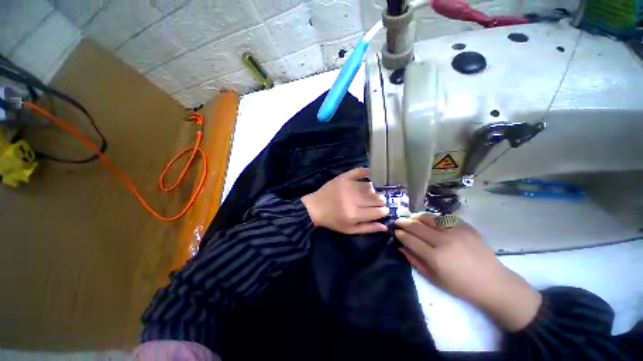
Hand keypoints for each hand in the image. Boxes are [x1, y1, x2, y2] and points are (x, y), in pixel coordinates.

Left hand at [301, 168, 388, 233]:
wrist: (315, 208)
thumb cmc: (333, 221)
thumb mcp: (349, 230)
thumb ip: (368, 228)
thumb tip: (385, 226)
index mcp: (354, 214)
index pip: (378, 211)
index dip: (384, 211)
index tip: (384, 210)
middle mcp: (353, 199)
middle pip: (376, 198)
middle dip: (381, 201)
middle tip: (378, 202)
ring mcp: (348, 186)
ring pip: (370, 186)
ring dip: (373, 190)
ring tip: (370, 194)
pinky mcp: (343, 178)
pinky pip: (359, 171)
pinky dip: (366, 172)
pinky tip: (370, 174)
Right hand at [395, 214, 541, 331]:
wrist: (493, 283)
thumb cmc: (461, 286)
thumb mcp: (434, 278)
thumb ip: (414, 260)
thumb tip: (400, 246)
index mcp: (436, 257)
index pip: (410, 240)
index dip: (400, 234)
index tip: (395, 232)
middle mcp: (444, 241)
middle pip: (417, 226)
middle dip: (404, 223)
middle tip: (397, 221)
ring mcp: (456, 231)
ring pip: (429, 217)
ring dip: (417, 217)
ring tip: (411, 218)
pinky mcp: (466, 227)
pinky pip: (444, 217)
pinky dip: (434, 217)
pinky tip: (430, 220)